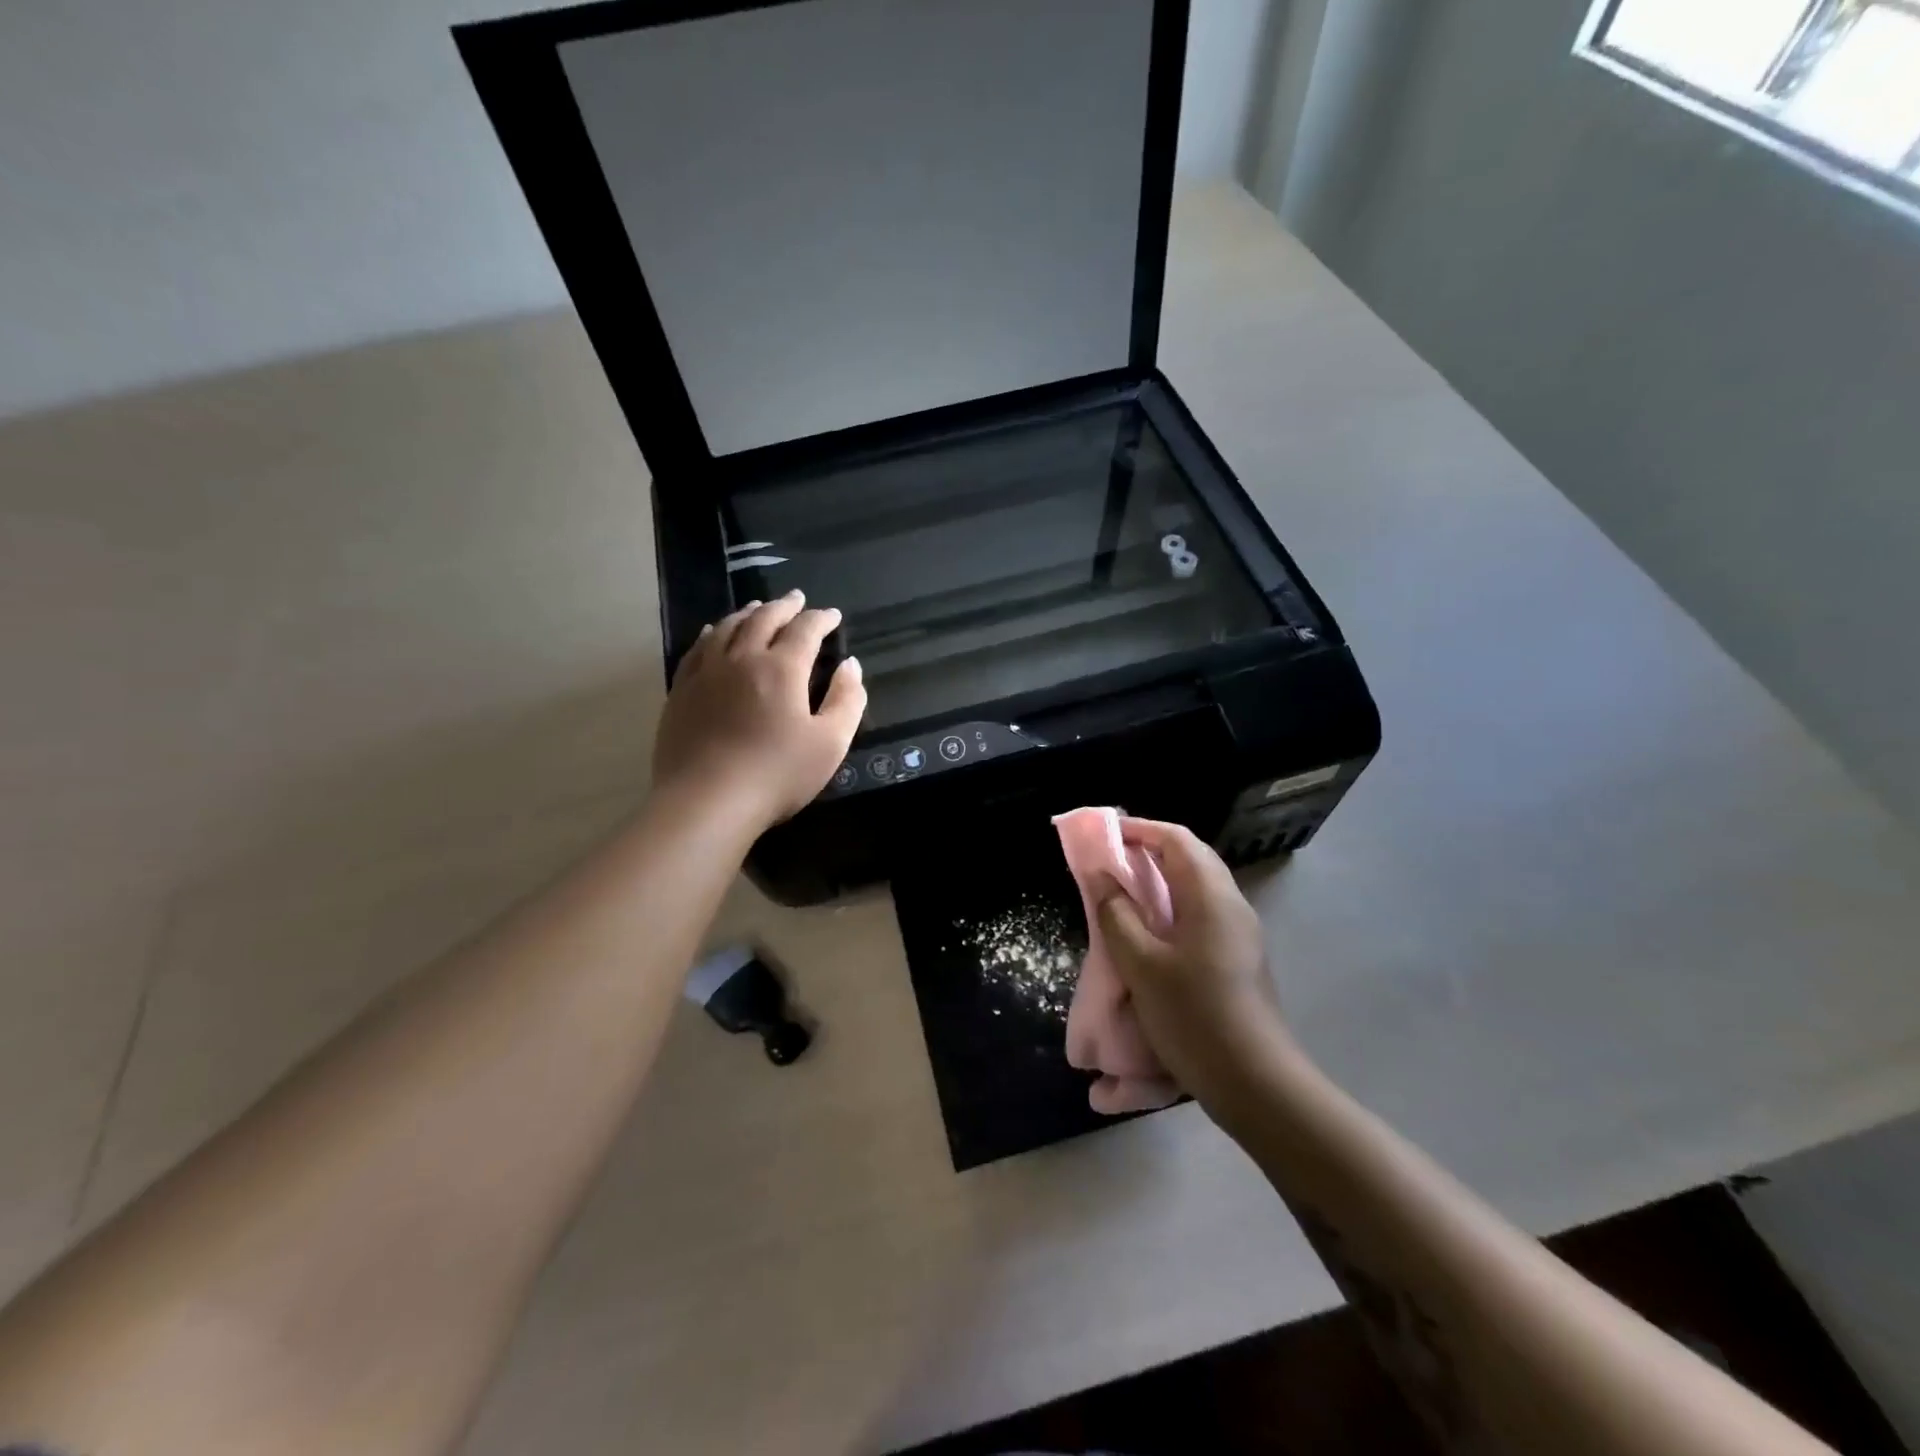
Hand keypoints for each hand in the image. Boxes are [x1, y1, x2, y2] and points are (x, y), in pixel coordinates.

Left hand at [652, 592, 865, 827]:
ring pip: (727, 628)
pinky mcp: (681, 692)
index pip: (805, 630)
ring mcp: (706, 673)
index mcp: (782, 669)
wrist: (706, 802)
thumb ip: (847, 700)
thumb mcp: (830, 743)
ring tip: (758, 607)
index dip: (821, 619)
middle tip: (797, 599)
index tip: (833, 615)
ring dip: (747, 613)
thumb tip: (850, 665)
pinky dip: (711, 633)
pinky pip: (696, 650)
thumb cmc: (777, 774)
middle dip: (784, 606)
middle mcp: (742, 659)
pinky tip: (712, 632)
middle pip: (763, 619)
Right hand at [1094, 818, 1302, 1112]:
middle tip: (1110, 862)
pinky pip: (1202, 916)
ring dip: (1160, 882)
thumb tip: (1100, 874)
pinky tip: (1150, 936)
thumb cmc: (1195, 1016)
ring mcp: (1240, 935)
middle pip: (1191, 859)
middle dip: (1150, 851)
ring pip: (1197, 889)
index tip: (1104, 835)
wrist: (1257, 1085)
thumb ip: (1116, 914)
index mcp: (1211, 897)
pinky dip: (1172, 909)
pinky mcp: (1239, 960)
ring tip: (1124, 895)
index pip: (1177, 839)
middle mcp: (1232, 906)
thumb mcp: (1141, 965)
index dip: (1139, 829)